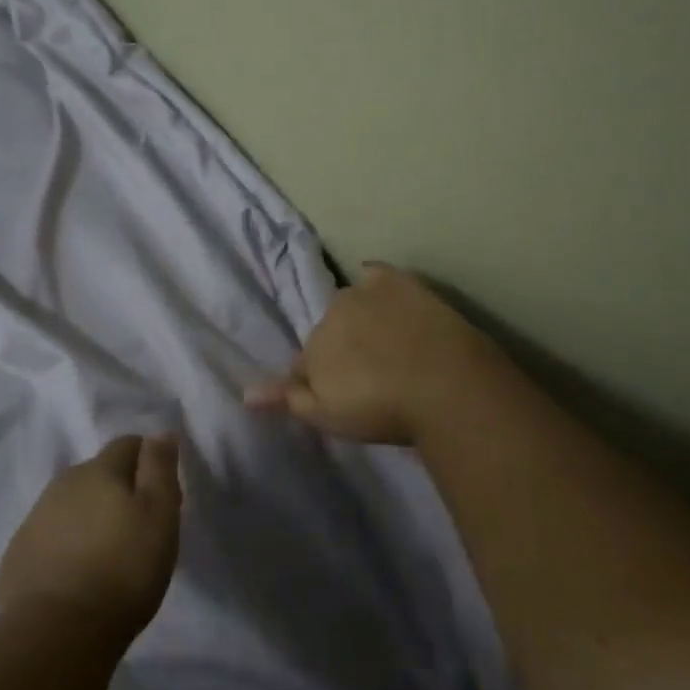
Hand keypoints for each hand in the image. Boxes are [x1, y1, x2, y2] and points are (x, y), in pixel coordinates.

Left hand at [0, 435, 182, 643]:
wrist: (57, 632)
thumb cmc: (123, 569)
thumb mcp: (159, 514)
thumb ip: (160, 468)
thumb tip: (159, 432)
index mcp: (99, 470)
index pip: (127, 444)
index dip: (148, 461)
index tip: (162, 493)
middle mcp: (63, 484)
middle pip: (97, 474)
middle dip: (117, 489)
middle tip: (137, 528)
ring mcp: (35, 519)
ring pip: (70, 504)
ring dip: (89, 517)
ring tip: (106, 554)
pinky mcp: (17, 556)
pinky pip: (48, 537)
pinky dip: (64, 545)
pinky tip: (75, 576)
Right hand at [243, 264, 501, 445]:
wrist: (444, 385)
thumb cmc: (382, 410)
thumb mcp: (327, 415)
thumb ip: (287, 399)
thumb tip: (245, 393)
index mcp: (312, 349)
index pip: (305, 363)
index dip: (320, 379)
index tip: (344, 394)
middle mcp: (329, 315)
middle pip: (328, 332)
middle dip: (342, 348)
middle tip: (371, 374)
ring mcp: (362, 293)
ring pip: (350, 305)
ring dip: (360, 319)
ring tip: (389, 345)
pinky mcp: (396, 281)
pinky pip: (374, 274)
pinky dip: (374, 282)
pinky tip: (386, 293)